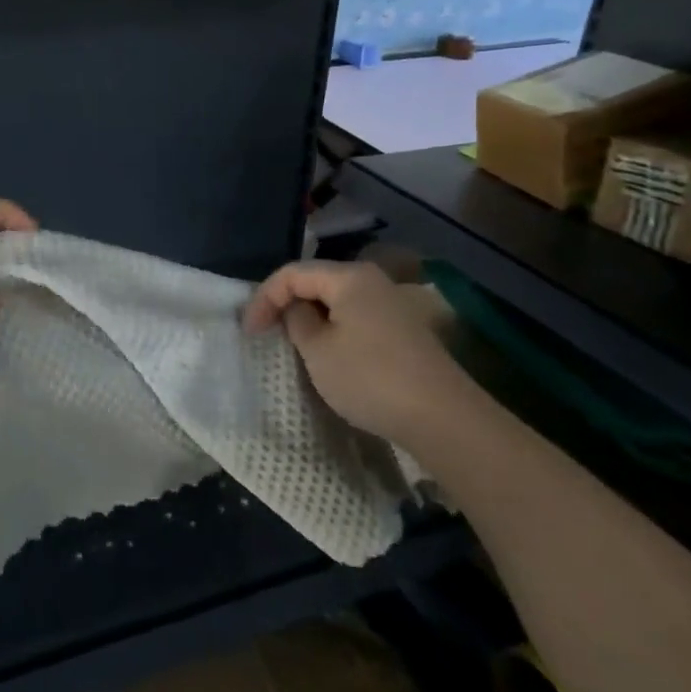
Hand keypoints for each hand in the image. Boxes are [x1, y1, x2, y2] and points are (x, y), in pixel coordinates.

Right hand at [243, 260, 458, 441]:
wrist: (442, 417)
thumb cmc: (370, 378)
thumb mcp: (318, 350)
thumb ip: (297, 321)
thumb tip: (296, 309)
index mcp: (349, 277)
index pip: (292, 273)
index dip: (264, 298)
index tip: (248, 332)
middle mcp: (372, 281)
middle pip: (316, 281)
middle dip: (286, 304)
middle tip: (266, 332)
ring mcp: (391, 305)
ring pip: (336, 301)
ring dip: (310, 318)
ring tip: (292, 344)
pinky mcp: (403, 330)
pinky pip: (355, 318)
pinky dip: (333, 329)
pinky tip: (328, 354)